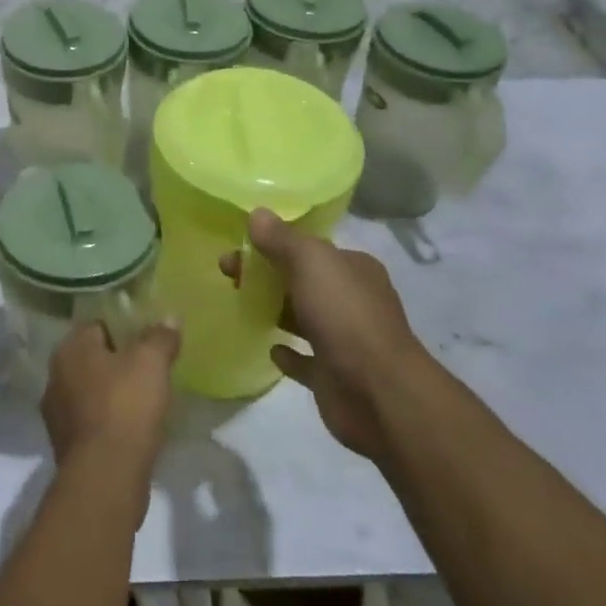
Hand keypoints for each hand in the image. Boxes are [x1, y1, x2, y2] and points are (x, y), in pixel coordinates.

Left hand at [42, 320, 180, 486]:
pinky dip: (109, 422)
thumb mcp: (152, 362)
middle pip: (93, 360)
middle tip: (149, 369)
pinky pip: (92, 422)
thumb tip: (169, 318)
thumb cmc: (125, 406)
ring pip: (91, 392)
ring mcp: (57, 414)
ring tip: (144, 401)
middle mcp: (55, 376)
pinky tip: (132, 429)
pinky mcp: (65, 446)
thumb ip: (160, 337)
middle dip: (118, 363)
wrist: (106, 476)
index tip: (148, 339)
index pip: (98, 325)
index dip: (125, 329)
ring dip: (112, 395)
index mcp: (70, 349)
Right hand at [220, 210, 422, 458]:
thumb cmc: (345, 315)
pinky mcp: (333, 376)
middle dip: (266, 275)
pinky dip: (288, 353)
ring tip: (239, 304)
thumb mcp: (311, 262)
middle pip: (302, 281)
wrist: (377, 392)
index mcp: (354, 269)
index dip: (274, 244)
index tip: (238, 246)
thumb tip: (257, 213)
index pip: (310, 249)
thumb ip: (282, 238)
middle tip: (228, 275)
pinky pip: (305, 360)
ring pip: (303, 318)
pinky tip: (270, 348)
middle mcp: (352, 301)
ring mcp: (344, 340)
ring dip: (275, 310)